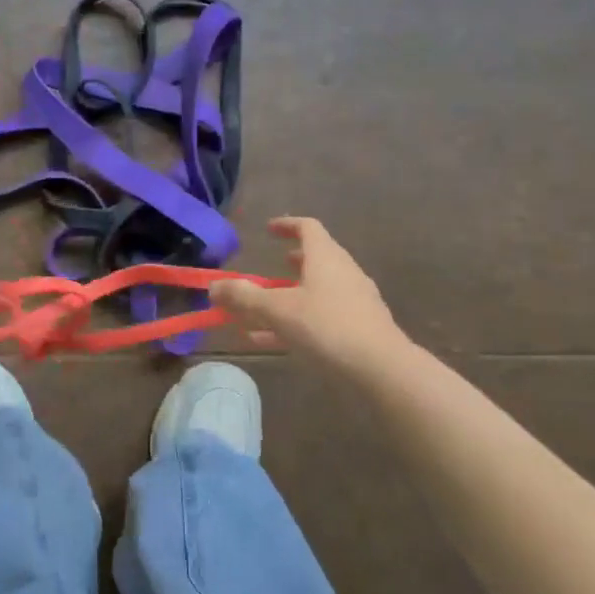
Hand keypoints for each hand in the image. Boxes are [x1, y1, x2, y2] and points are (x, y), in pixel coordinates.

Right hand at [212, 217, 406, 376]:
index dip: (286, 225)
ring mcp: (356, 301)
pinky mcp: (360, 327)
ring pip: (317, 291)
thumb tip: (213, 286)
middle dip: (290, 264)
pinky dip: (299, 321)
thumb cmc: (327, 327)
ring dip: (290, 297)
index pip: (308, 228)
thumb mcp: (277, 310)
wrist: (382, 368)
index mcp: (326, 258)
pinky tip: (274, 342)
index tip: (268, 230)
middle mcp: (343, 273)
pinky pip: (322, 316)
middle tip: (269, 270)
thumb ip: (244, 297)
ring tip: (264, 311)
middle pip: (316, 259)